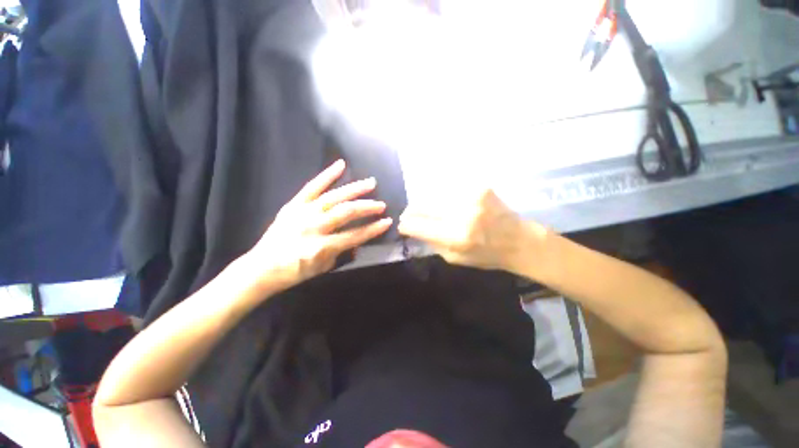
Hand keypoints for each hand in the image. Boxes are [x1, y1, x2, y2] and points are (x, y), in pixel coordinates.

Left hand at [247, 160, 391, 290]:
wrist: (261, 267)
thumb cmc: (294, 272)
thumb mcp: (323, 268)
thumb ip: (342, 252)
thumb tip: (357, 240)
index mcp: (322, 247)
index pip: (355, 235)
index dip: (374, 229)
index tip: (387, 221)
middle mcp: (314, 227)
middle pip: (346, 212)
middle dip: (367, 207)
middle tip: (381, 204)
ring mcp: (303, 212)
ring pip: (334, 197)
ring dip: (355, 189)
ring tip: (371, 183)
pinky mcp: (294, 204)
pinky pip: (312, 186)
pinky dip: (327, 175)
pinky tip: (341, 164)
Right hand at [398, 189, 545, 272]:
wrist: (519, 240)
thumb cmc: (486, 255)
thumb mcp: (455, 259)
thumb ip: (432, 243)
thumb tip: (414, 229)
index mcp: (456, 237)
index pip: (418, 225)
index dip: (406, 225)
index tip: (402, 225)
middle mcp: (462, 214)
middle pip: (423, 206)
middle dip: (412, 211)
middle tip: (409, 214)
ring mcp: (471, 197)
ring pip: (434, 195)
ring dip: (426, 203)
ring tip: (425, 209)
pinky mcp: (479, 187)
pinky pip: (450, 190)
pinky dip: (443, 197)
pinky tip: (445, 203)